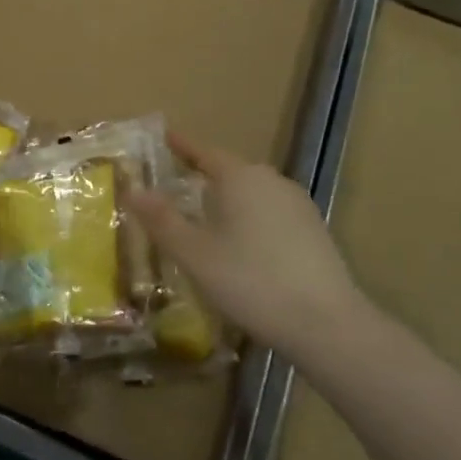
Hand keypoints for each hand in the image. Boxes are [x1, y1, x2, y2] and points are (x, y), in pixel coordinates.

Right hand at [125, 131, 368, 368]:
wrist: (327, 324)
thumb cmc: (251, 281)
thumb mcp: (195, 254)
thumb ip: (163, 220)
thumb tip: (134, 190)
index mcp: (240, 177)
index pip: (204, 152)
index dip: (182, 146)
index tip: (165, 135)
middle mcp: (270, 181)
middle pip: (230, 171)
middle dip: (204, 176)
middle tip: (177, 187)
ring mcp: (297, 205)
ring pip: (252, 193)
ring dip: (229, 201)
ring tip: (207, 219)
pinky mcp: (314, 231)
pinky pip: (271, 213)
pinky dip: (250, 220)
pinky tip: (244, 247)